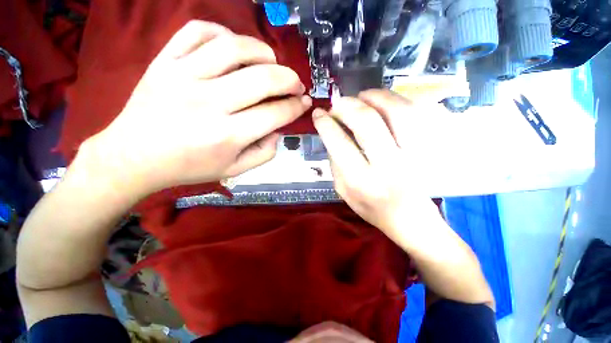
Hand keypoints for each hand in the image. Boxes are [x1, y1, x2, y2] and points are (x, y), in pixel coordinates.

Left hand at [84, 20, 310, 196]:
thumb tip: (279, 130)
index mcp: (227, 135)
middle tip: (296, 84)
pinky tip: (234, 46)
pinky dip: (223, 32)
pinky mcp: (164, 60)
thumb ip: (264, 153)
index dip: (296, 107)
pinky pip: (197, 31)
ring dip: (263, 52)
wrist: (134, 156)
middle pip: (262, 79)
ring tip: (272, 62)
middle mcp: (208, 103)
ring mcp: (183, 76)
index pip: (275, 114)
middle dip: (289, 79)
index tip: (305, 102)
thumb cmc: (190, 166)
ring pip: (234, 47)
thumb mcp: (235, 170)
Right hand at [312, 90, 440, 240]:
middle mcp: (388, 165)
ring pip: (397, 110)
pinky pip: (418, 113)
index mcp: (361, 180)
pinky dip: (398, 101)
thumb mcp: (342, 191)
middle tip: (337, 104)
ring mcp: (415, 154)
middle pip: (367, 122)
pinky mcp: (431, 148)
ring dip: (375, 96)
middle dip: (347, 106)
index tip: (319, 114)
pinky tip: (385, 102)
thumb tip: (331, 133)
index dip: (325, 123)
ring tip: (362, 96)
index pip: (339, 142)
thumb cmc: (372, 208)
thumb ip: (334, 162)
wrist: (411, 220)